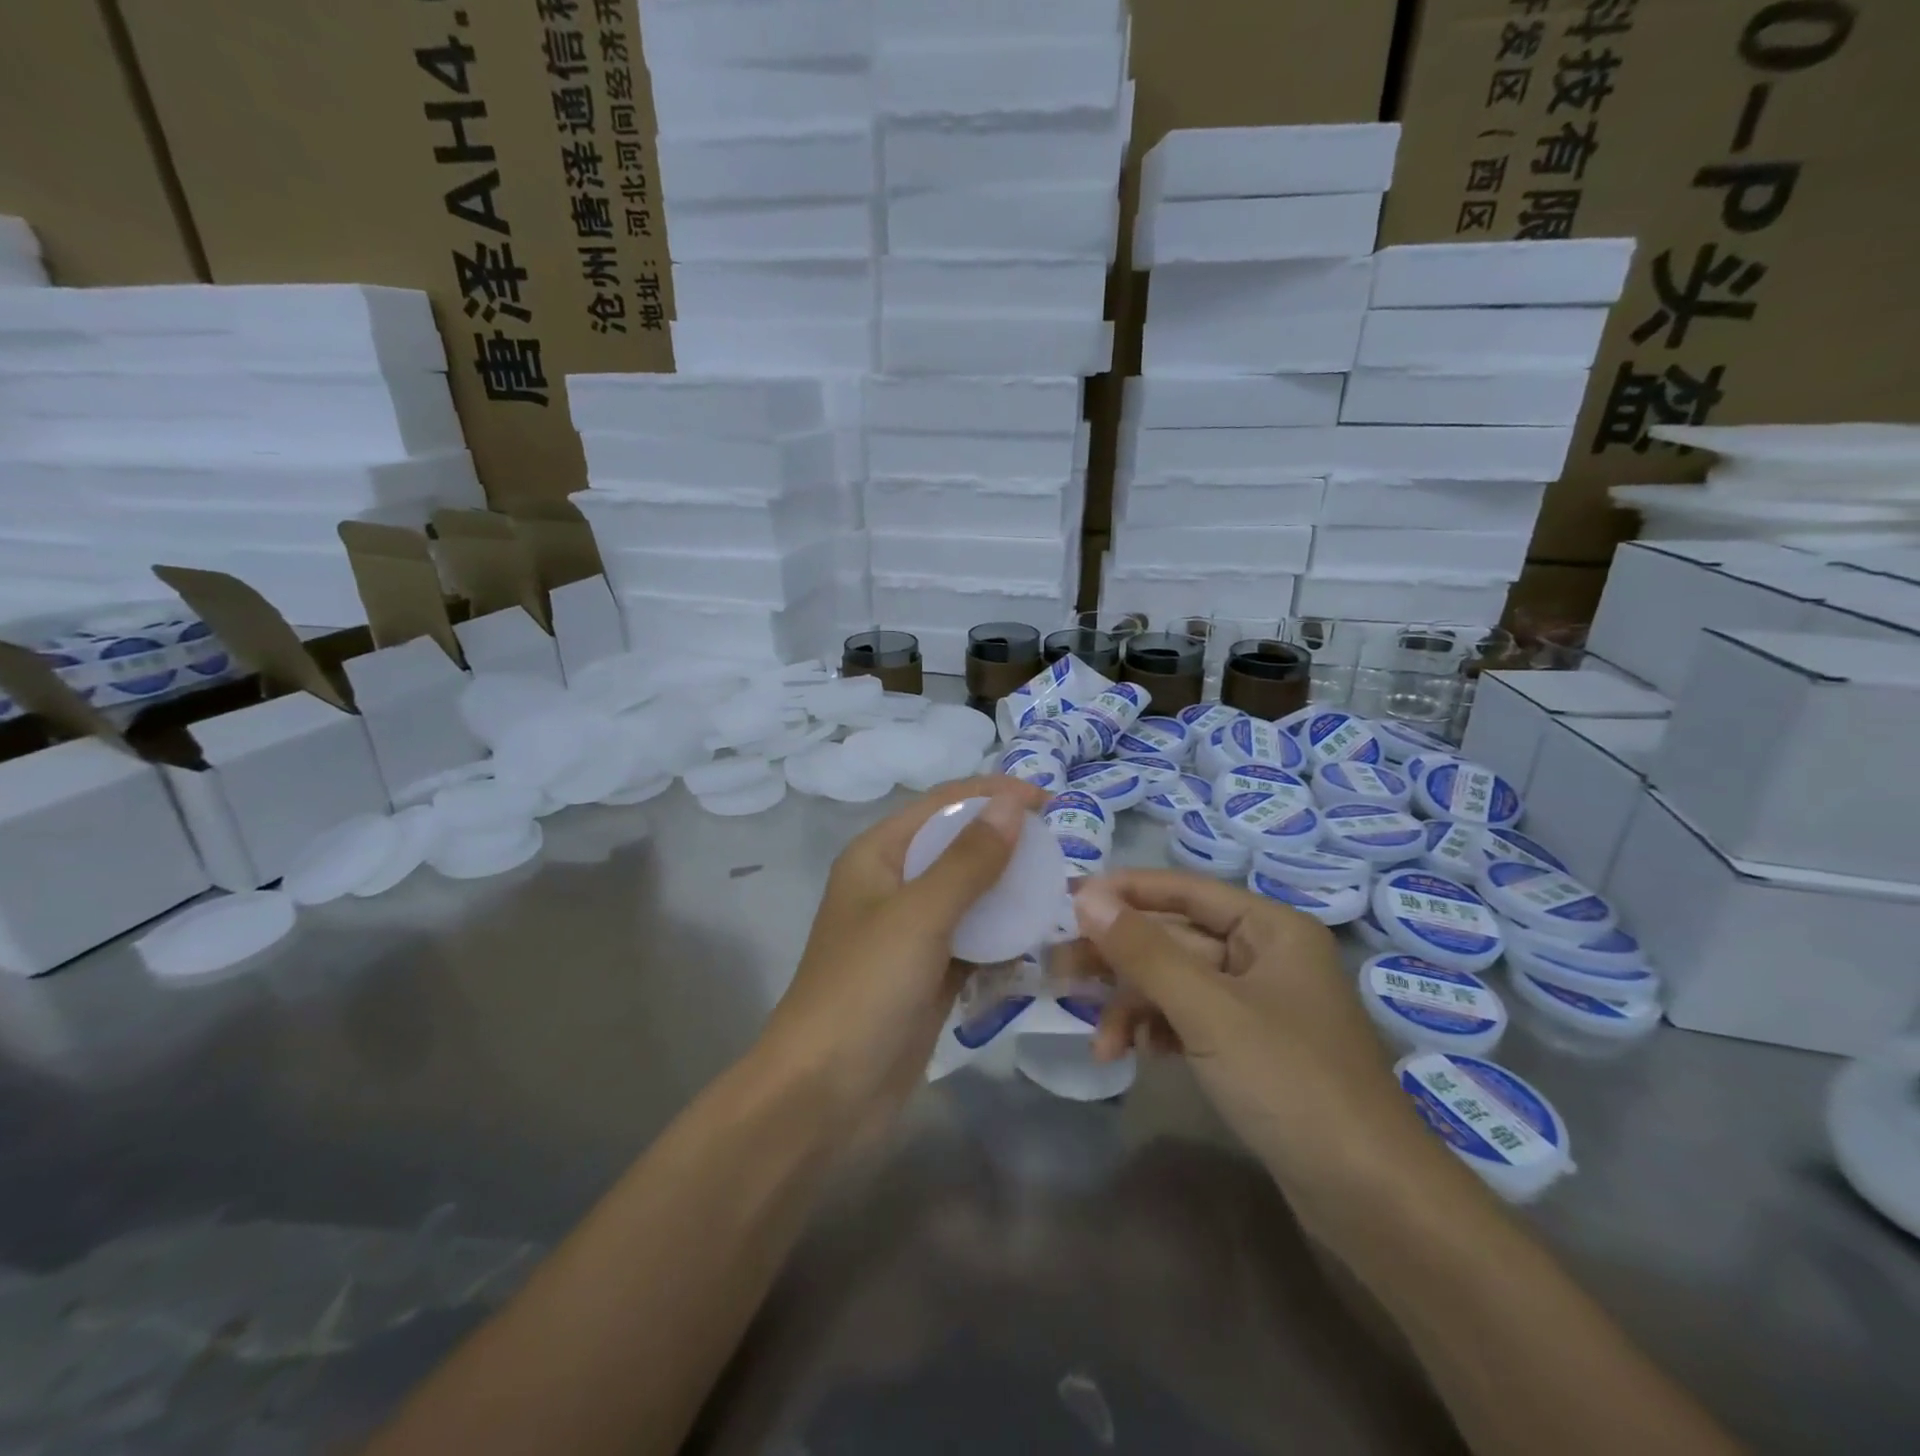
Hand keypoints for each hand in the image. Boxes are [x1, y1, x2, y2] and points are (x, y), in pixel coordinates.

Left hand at [763, 775, 1051, 1128]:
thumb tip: (1011, 805)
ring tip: (1057, 889)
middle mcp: (892, 886)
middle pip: (956, 846)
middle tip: (1059, 849)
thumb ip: (968, 860)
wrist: (822, 1098)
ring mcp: (910, 934)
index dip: (992, 794)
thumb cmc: (864, 990)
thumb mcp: (919, 916)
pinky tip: (1035, 939)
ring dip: (1007, 890)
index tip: (1046, 800)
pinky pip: (972, 941)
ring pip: (968, 896)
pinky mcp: (927, 976)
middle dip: (1004, 841)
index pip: (941, 805)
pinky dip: (1000, 936)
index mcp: (877, 856)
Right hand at [1071, 871, 1443, 1213]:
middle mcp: (1264, 956)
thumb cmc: (1291, 1082)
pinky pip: (1189, 1021)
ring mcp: (1257, 1006)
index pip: (1184, 889)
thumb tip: (1085, 897)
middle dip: (1119, 957)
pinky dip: (1157, 1032)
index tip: (1066, 900)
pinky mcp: (1250, 1050)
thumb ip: (1144, 951)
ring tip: (1097, 1039)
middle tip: (1058, 969)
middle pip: (1175, 939)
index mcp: (1269, 928)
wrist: (1372, 1200)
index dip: (1124, 891)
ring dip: (1133, 1005)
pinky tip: (1129, 1054)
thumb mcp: (1208, 1011)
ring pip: (1177, 984)